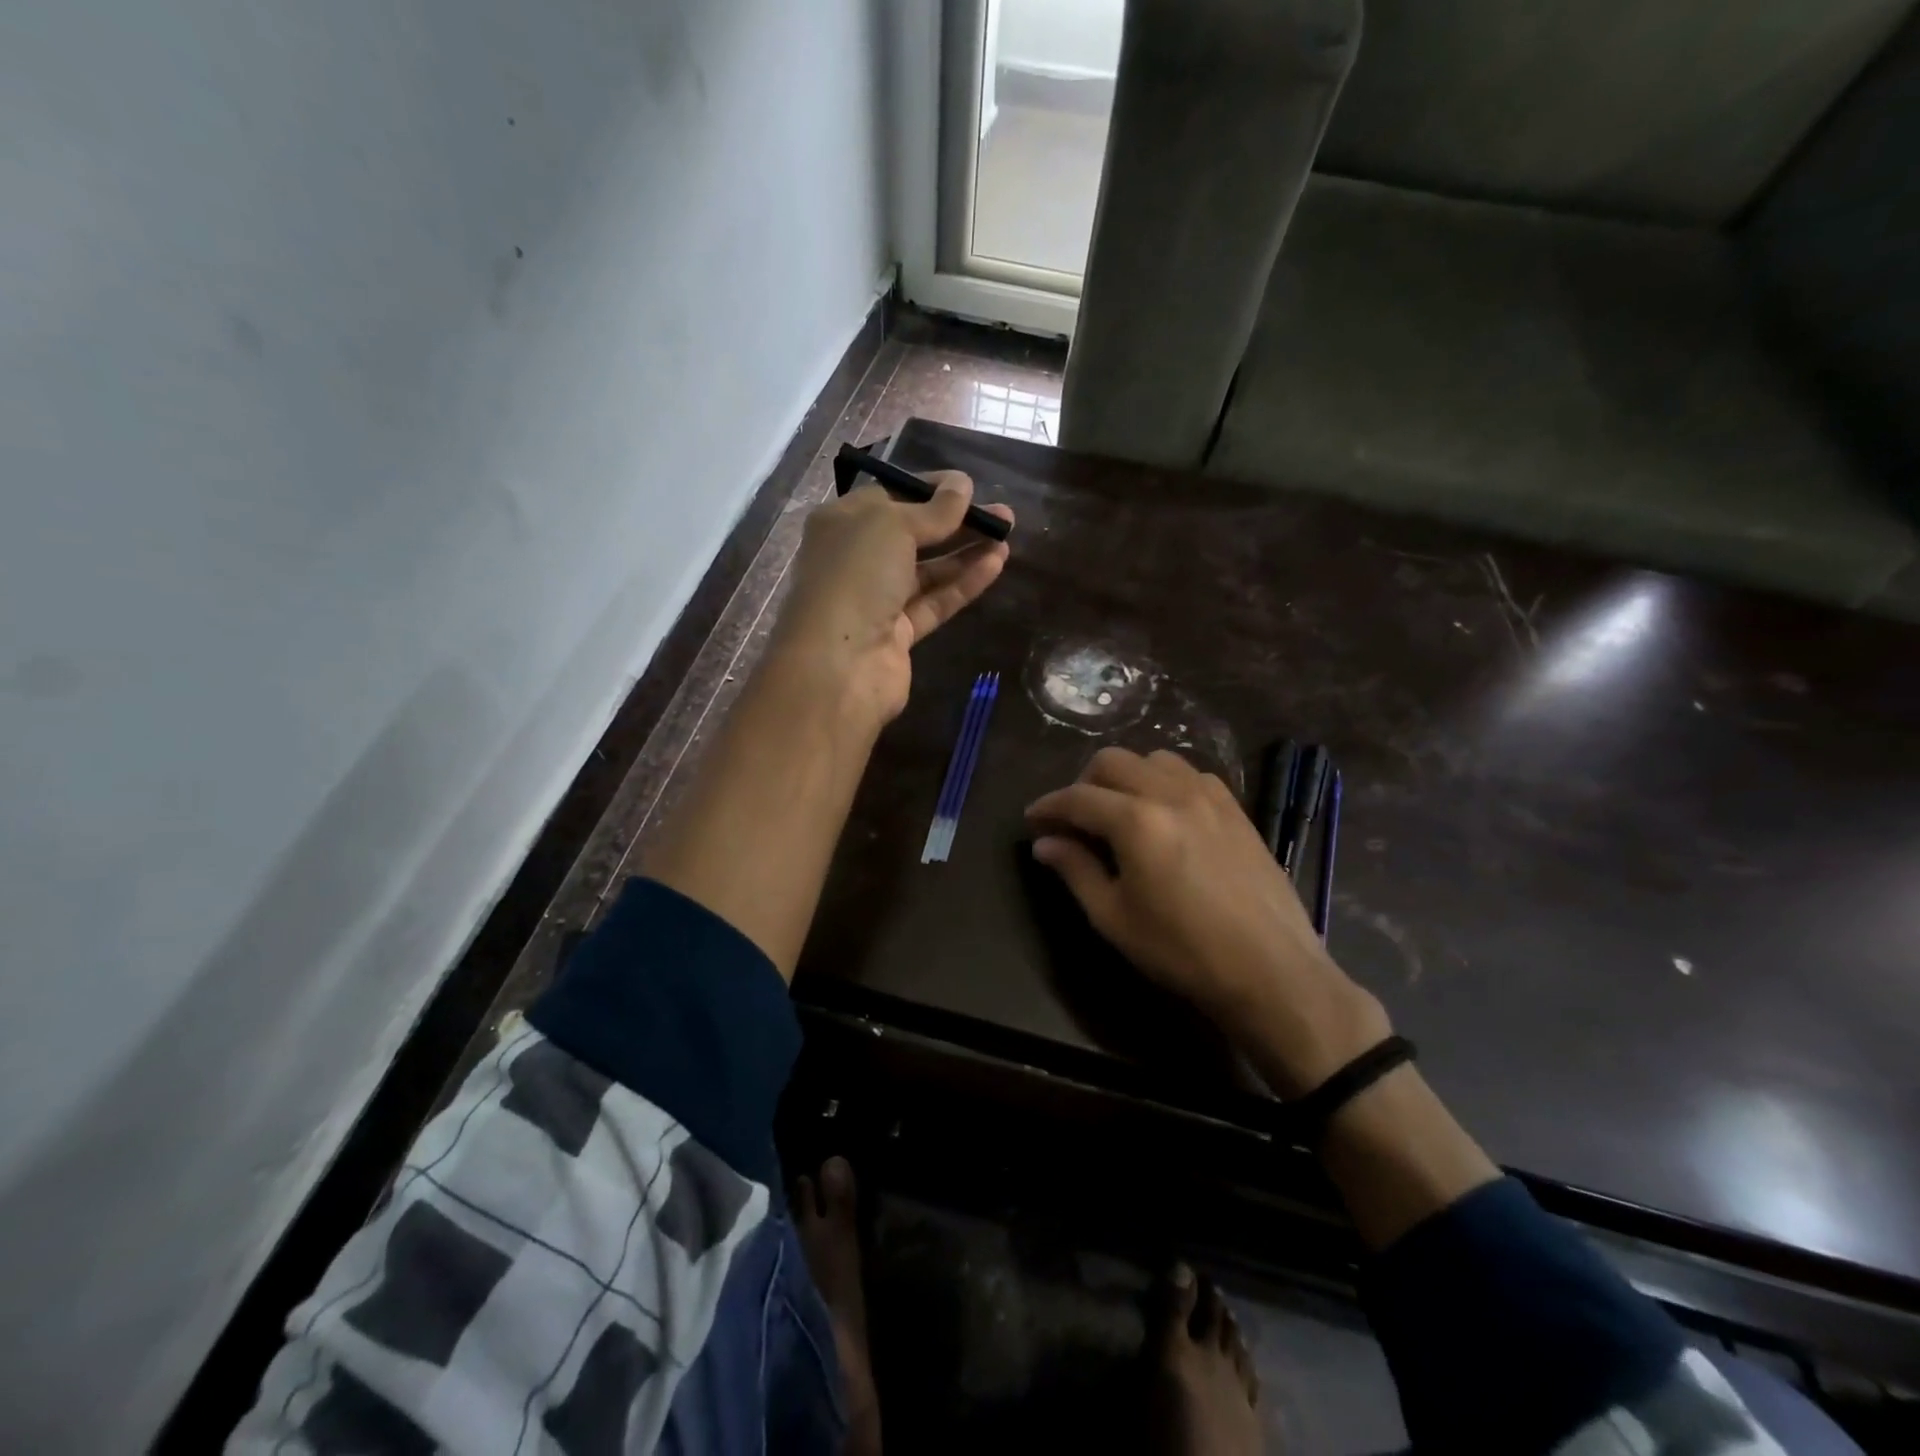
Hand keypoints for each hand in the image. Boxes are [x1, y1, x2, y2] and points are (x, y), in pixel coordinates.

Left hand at [771, 472, 1013, 725]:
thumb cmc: (855, 576)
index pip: (889, 497)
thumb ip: (933, 509)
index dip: (929, 489)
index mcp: (841, 523)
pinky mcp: (899, 634)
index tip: (968, 486)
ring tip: (1007, 535)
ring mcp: (877, 600)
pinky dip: (963, 583)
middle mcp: (856, 559)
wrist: (838, 664)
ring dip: (966, 552)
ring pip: (928, 570)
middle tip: (1001, 512)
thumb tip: (962, 484)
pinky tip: (996, 564)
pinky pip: (935, 601)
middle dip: (956, 522)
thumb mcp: (892, 526)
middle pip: (912, 535)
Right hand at [1025, 748, 1389, 1096]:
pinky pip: (1193, 774)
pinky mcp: (1236, 809)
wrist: (1271, 970)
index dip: (1048, 806)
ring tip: (1121, 809)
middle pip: (1113, 761)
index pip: (1078, 797)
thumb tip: (1045, 844)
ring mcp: (1209, 797)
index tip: (1032, 819)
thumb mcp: (1114, 918)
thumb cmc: (1182, 951)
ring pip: (1155, 759)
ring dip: (1128, 775)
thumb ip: (1076, 871)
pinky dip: (1167, 782)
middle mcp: (1171, 794)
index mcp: (1136, 821)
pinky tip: (1167, 813)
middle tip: (1075, 818)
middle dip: (1084, 782)